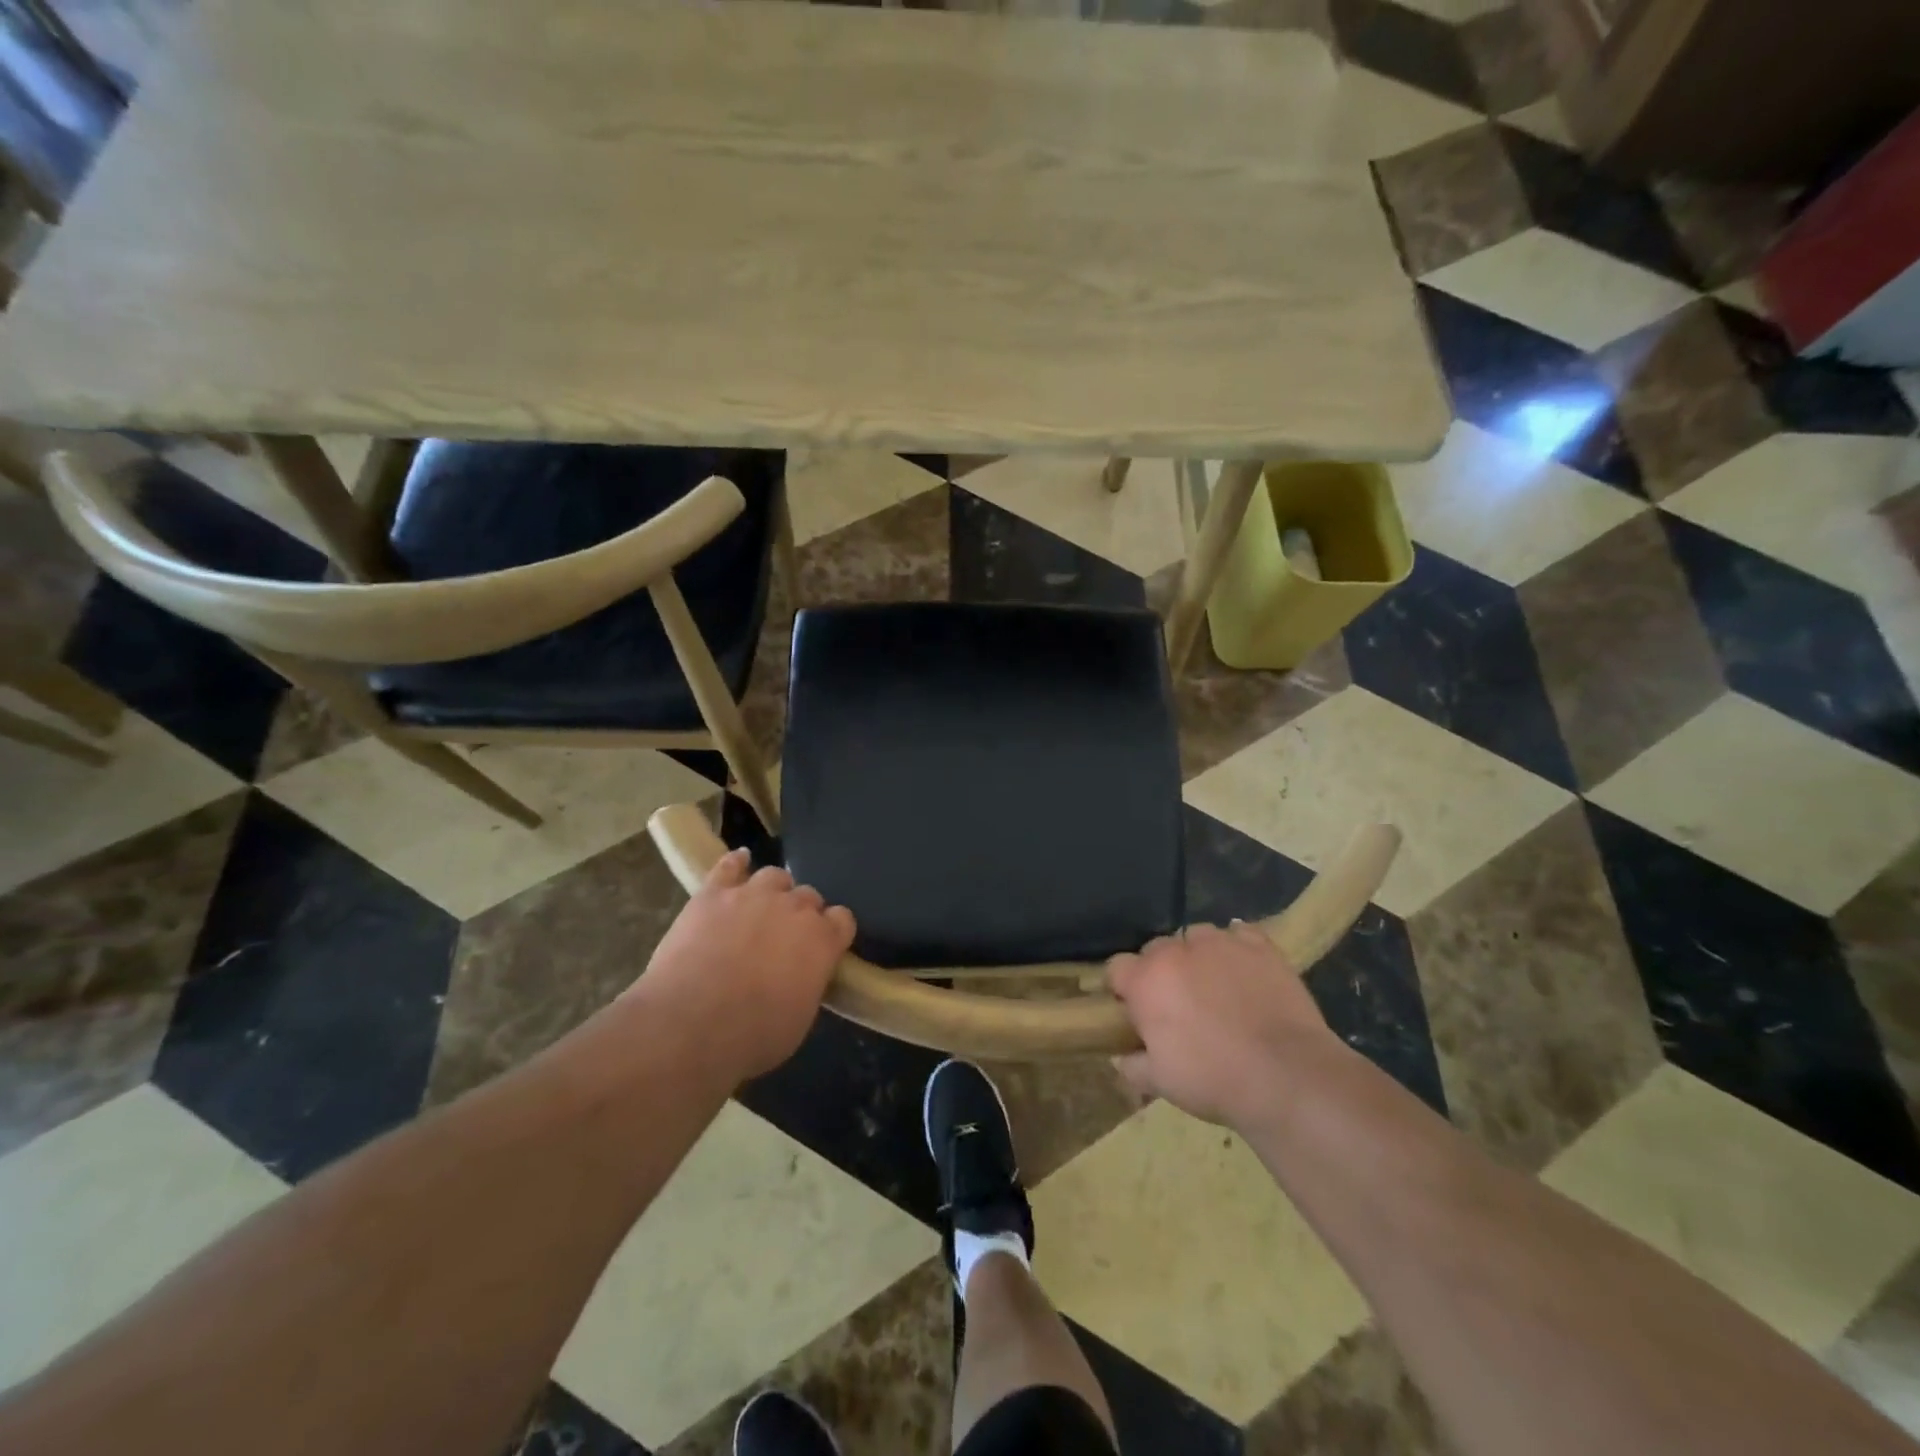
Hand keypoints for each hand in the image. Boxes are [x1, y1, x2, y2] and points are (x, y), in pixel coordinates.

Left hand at [640, 849, 855, 1082]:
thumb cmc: (754, 1035)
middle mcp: (794, 908)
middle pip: (809, 896)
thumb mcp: (800, 1019)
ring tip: (760, 907)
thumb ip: (809, 984)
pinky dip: (736, 863)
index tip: (823, 947)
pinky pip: (729, 865)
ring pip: (774, 876)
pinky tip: (739, 862)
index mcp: (822, 940)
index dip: (833, 931)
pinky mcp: (713, 893)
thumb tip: (803, 976)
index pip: (842, 919)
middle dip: (801, 913)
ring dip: (772, 890)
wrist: (691, 1024)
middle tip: (784, 937)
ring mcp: (753, 895)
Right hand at [1106, 922, 1337, 1130]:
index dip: (1122, 988)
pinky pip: (1238, 935)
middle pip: (1156, 950)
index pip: (1116, 967)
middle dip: (1161, 972)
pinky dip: (1236, 948)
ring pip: (1196, 937)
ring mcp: (1220, 943)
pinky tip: (1244, 971)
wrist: (1287, 1076)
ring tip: (1214, 986)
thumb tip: (1121, 1056)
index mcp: (1146, 981)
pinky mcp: (1259, 946)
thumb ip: (1132, 1065)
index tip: (1134, 1010)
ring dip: (1197, 956)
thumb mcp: (1160, 1083)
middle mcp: (1176, 950)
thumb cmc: (1214, 1080)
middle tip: (1178, 1004)